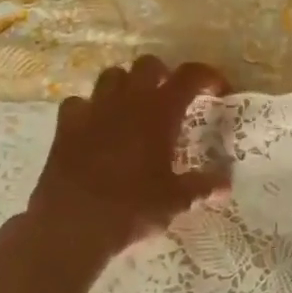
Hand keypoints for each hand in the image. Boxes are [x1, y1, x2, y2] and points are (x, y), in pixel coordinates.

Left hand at [24, 56, 231, 263]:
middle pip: (148, 65)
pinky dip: (90, 108)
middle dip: (163, 75)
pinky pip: (78, 102)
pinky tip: (96, 127)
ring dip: (126, 85)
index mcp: (160, 111)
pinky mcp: (66, 127)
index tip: (218, 91)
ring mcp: (93, 110)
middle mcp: (128, 101)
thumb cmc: (131, 209)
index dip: (208, 76)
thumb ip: (201, 187)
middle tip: (171, 99)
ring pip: (112, 75)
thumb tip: (225, 186)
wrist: (70, 227)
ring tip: (134, 107)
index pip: (190, 75)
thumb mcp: (175, 201)